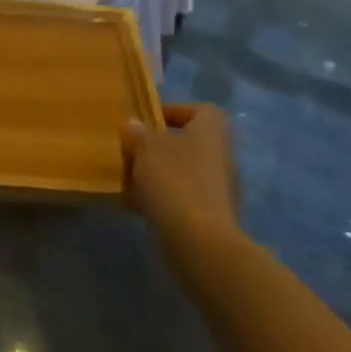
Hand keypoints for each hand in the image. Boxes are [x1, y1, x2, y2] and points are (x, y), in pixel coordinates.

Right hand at [120, 104, 240, 251]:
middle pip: (189, 142)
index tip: (147, 121)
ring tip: (129, 180)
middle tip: (131, 152)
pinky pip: (183, 197)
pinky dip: (162, 198)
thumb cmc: (174, 181)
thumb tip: (133, 125)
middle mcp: (221, 155)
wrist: (200, 241)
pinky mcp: (212, 215)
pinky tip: (137, 206)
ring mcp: (220, 188)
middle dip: (158, 147)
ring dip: (158, 174)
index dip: (174, 111)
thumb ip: (137, 134)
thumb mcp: (145, 149)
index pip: (200, 110)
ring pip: (184, 171)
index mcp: (211, 130)